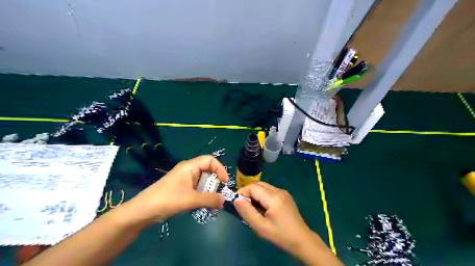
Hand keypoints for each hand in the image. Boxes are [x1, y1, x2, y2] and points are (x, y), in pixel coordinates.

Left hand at [124, 156, 227, 223]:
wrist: (142, 211)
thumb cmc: (167, 200)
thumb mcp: (191, 200)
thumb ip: (210, 199)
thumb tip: (225, 200)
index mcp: (190, 166)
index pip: (210, 160)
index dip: (220, 169)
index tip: (225, 183)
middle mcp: (188, 170)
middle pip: (208, 170)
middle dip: (215, 182)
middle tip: (219, 195)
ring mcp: (184, 179)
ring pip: (202, 180)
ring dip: (209, 190)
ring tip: (213, 203)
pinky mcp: (181, 188)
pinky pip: (196, 188)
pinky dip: (202, 195)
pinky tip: (204, 205)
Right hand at [233, 182, 311, 256]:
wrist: (302, 240)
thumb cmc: (281, 235)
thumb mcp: (261, 227)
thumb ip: (247, 212)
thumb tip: (236, 199)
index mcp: (274, 197)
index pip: (253, 187)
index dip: (242, 192)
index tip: (236, 203)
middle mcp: (278, 190)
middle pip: (258, 184)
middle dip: (247, 192)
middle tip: (242, 205)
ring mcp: (283, 192)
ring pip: (263, 186)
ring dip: (254, 193)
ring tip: (251, 207)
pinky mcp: (285, 195)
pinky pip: (269, 190)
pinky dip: (261, 195)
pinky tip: (261, 207)